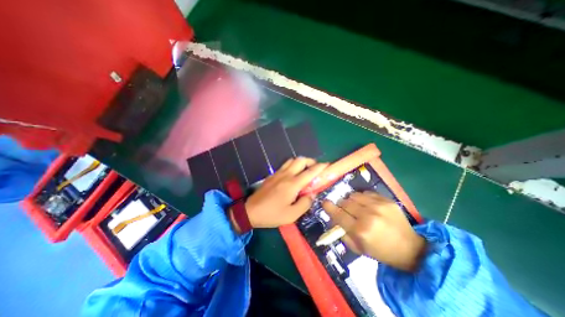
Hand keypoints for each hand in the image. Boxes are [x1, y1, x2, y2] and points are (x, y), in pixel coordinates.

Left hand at [239, 158, 328, 229]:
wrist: (250, 211)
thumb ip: (305, 203)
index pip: (310, 172)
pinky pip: (285, 165)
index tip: (327, 165)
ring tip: (305, 170)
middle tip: (315, 169)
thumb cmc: (272, 214)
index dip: (320, 167)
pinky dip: (293, 165)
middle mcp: (286, 175)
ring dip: (301, 162)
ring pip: (292, 160)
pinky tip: (293, 174)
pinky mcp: (272, 175)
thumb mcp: (292, 215)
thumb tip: (312, 194)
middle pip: (300, 160)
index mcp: (293, 184)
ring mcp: (278, 173)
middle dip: (311, 161)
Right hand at [322, 191, 422, 270]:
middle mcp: (368, 215)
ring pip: (354, 195)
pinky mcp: (386, 200)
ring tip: (356, 207)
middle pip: (345, 202)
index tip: (324, 202)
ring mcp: (378, 206)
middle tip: (345, 211)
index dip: (329, 207)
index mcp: (360, 230)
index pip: (338, 214)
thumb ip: (343, 233)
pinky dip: (362, 198)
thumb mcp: (358, 249)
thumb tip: (333, 220)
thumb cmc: (381, 251)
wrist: (411, 248)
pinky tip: (367, 205)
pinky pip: (366, 193)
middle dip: (341, 206)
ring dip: (351, 201)